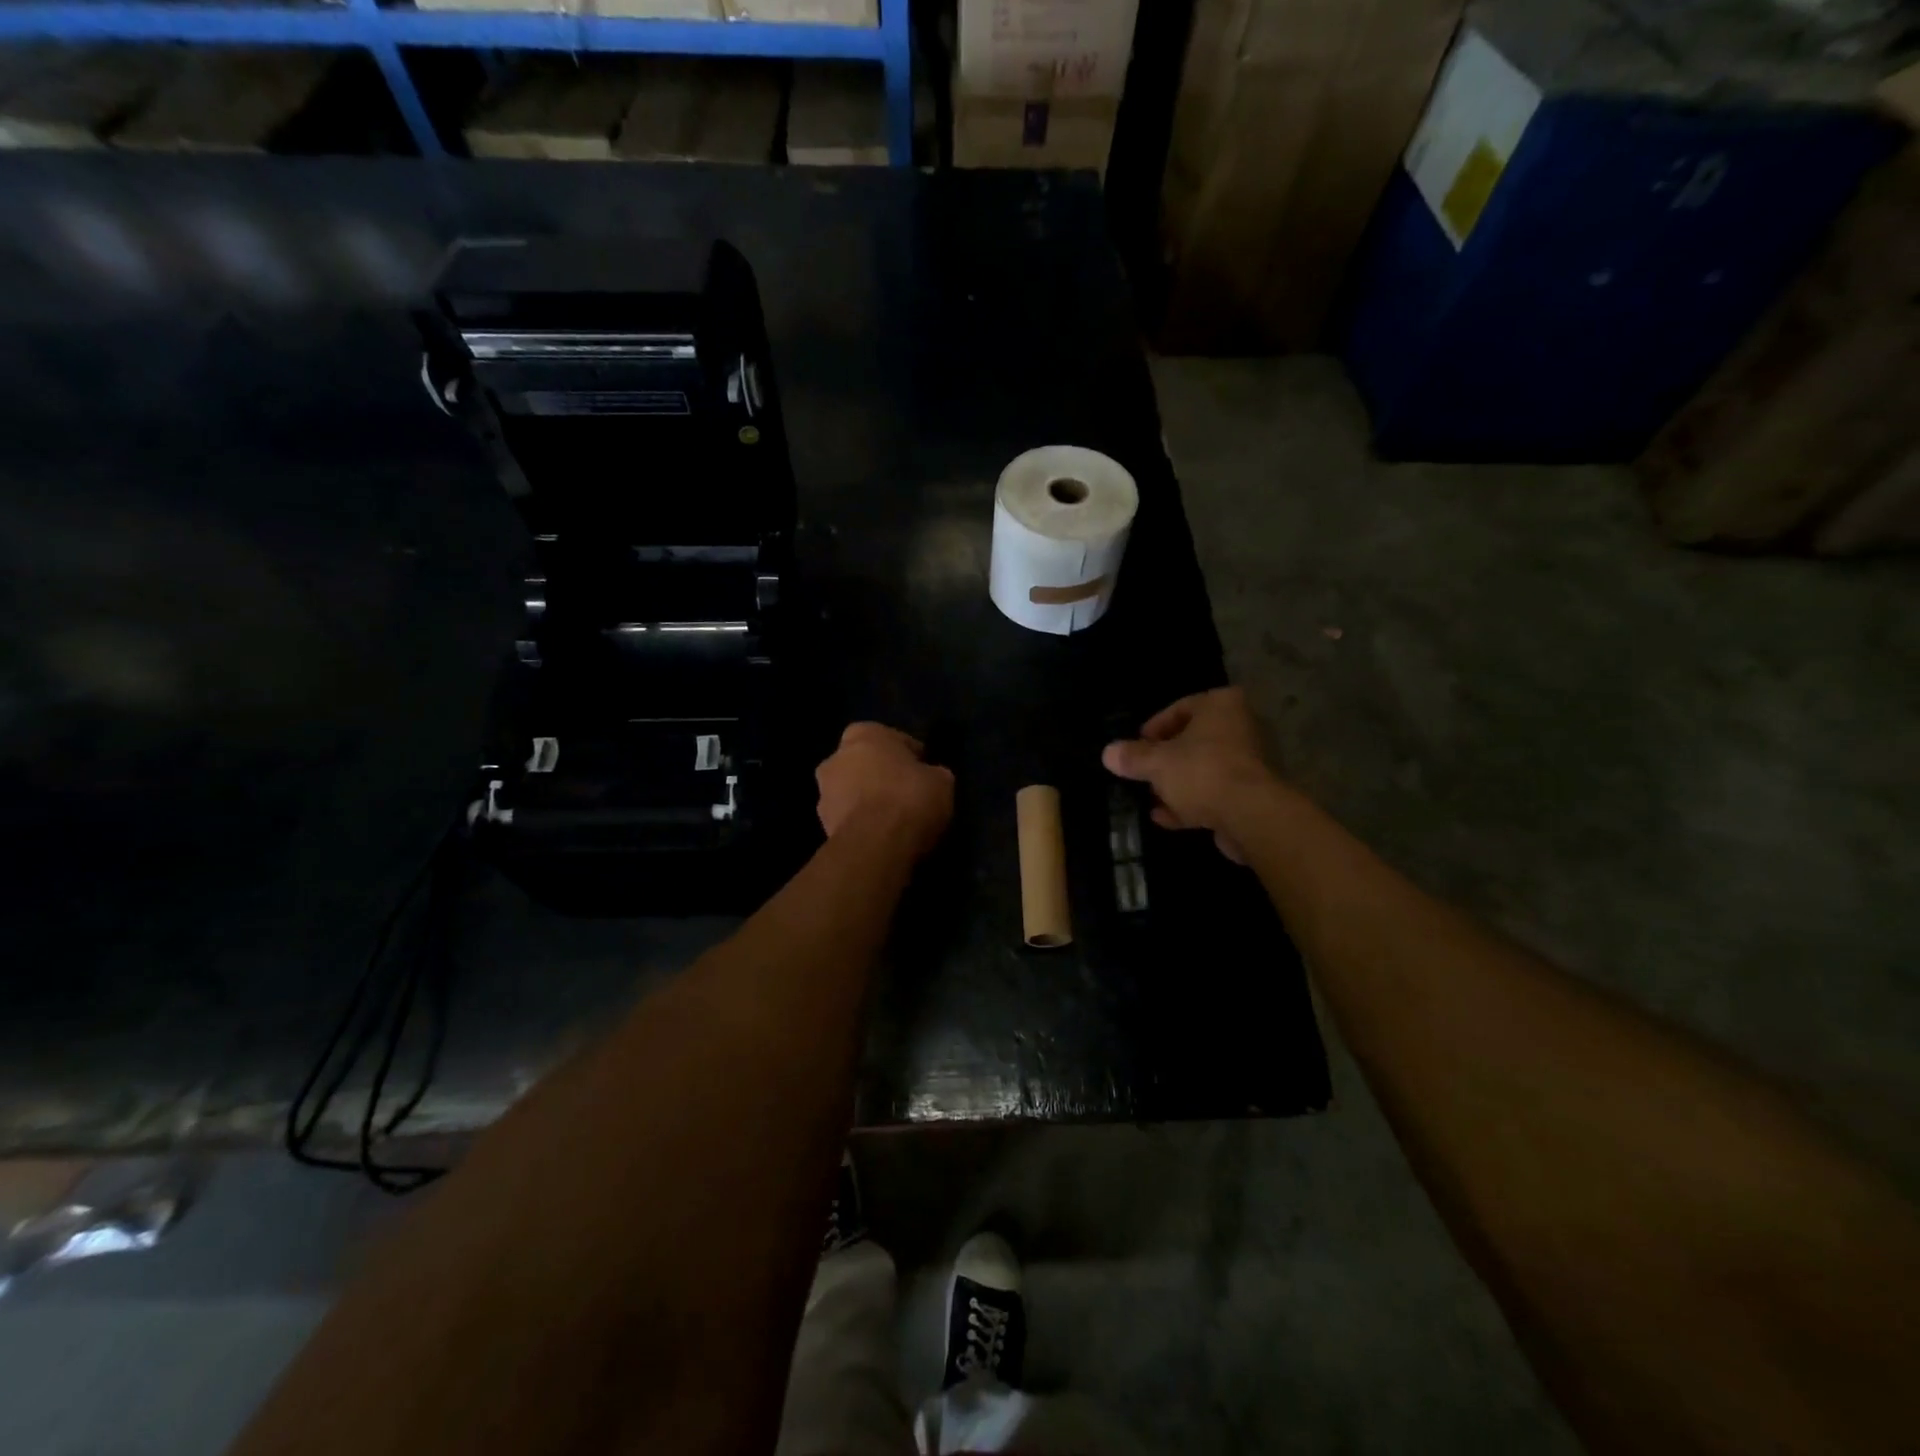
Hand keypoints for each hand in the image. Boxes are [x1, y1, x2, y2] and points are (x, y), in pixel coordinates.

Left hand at [816, 723, 954, 860]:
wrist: (875, 845)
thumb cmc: (909, 798)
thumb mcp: (941, 780)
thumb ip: (932, 773)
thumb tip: (930, 777)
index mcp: (864, 733)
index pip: (894, 739)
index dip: (912, 756)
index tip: (925, 772)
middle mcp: (836, 756)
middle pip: (867, 764)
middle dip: (883, 776)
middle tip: (908, 794)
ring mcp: (824, 792)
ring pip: (853, 791)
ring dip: (869, 800)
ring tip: (895, 820)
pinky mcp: (822, 824)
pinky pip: (849, 818)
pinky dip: (862, 823)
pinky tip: (882, 836)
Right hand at [1102, 688, 1275, 862]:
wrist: (1249, 815)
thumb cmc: (1201, 772)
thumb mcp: (1156, 762)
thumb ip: (1132, 757)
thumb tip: (1108, 753)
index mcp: (1220, 706)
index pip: (1180, 708)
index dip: (1153, 728)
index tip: (1136, 747)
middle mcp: (1239, 727)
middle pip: (1192, 741)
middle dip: (1165, 760)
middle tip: (1142, 773)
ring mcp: (1247, 762)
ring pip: (1202, 769)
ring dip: (1176, 785)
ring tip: (1150, 799)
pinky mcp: (1250, 794)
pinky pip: (1213, 793)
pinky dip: (1190, 803)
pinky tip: (1165, 818)